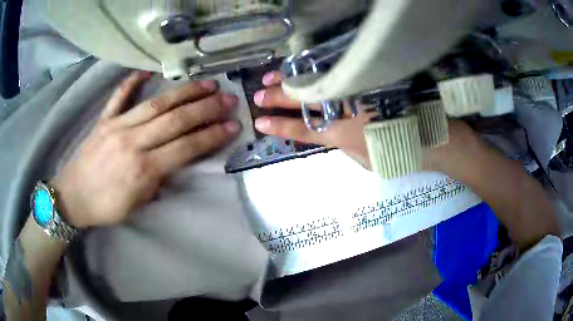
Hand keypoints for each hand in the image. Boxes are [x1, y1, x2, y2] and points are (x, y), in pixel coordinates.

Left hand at [52, 71, 241, 227]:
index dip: (212, 136)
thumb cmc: (105, 207)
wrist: (72, 197)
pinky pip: (119, 96)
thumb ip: (158, 180)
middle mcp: (132, 142)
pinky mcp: (104, 120)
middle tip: (228, 98)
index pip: (185, 147)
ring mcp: (117, 126)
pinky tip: (147, 71)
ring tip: (206, 84)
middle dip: (206, 108)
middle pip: (175, 120)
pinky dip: (133, 81)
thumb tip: (175, 159)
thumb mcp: (137, 204)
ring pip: (156, 104)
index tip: (233, 126)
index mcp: (142, 169)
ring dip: (184, 92)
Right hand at [252, 71, 481, 172]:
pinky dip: (317, 69)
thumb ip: (345, 146)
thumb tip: (331, 133)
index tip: (260, 121)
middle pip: (303, 102)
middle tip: (258, 95)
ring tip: (272, 78)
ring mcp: (356, 94)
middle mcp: (344, 112)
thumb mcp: (367, 160)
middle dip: (278, 98)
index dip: (279, 125)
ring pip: (316, 84)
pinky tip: (304, 67)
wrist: (432, 138)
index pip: (302, 130)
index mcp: (342, 136)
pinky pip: (338, 72)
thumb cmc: (399, 154)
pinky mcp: (367, 83)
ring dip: (291, 81)